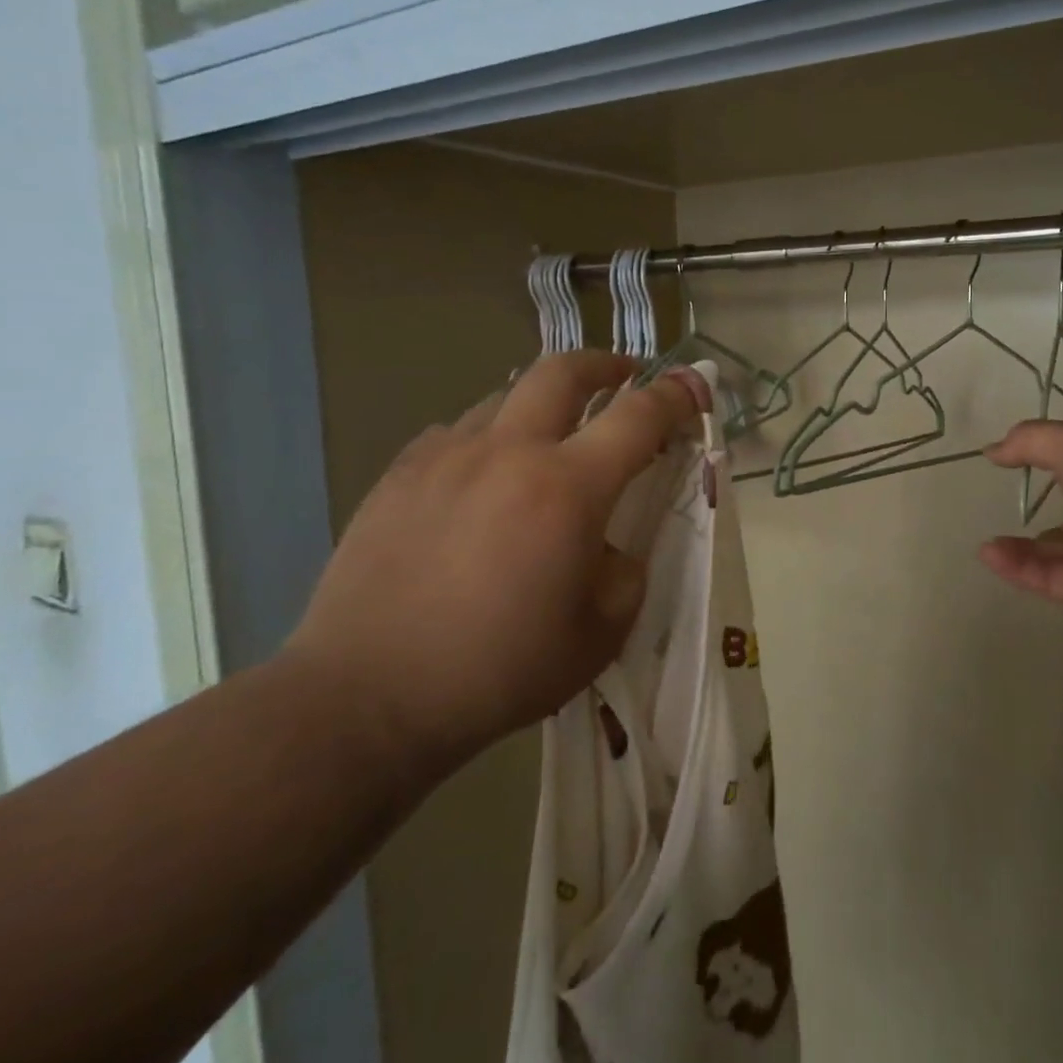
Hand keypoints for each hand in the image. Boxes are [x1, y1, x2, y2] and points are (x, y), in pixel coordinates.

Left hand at [291, 352, 709, 774]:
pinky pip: (457, 432)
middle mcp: (509, 452)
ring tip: (550, 438)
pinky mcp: (399, 474)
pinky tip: (483, 479)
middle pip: (563, 371)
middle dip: (604, 365)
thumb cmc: (499, 670)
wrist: (368, 697)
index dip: (675, 395)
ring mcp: (446, 456)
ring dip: (542, 404)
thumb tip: (607, 546)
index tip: (693, 384)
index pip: (639, 417)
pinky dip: (488, 439)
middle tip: (623, 377)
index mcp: (568, 489)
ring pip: (505, 396)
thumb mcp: (599, 634)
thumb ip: (624, 573)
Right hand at [979, 420, 1062, 628]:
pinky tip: (991, 556)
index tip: (1020, 461)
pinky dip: (1022, 570)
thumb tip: (992, 451)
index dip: (1059, 461)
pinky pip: (1055, 580)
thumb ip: (1028, 442)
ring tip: (986, 545)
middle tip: (1002, 511)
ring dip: (1022, 550)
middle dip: (1040, 516)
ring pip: (1060, 555)